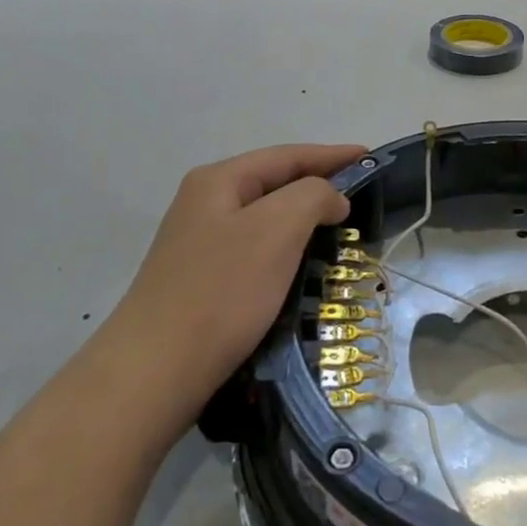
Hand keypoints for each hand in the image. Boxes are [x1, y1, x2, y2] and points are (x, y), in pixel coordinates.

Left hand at [105, 143, 365, 423]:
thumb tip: (330, 198)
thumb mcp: (276, 229)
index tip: (370, 158)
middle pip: (273, 183)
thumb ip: (312, 196)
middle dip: (318, 185)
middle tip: (361, 196)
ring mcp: (199, 244)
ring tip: (340, 230)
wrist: (156, 370)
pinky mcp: (202, 281)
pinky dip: (285, 251)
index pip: (286, 156)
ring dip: (303, 220)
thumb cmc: (222, 290)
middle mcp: (204, 204)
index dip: (332, 155)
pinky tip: (302, 266)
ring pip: (264, 220)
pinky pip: (255, 251)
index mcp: (219, 181)